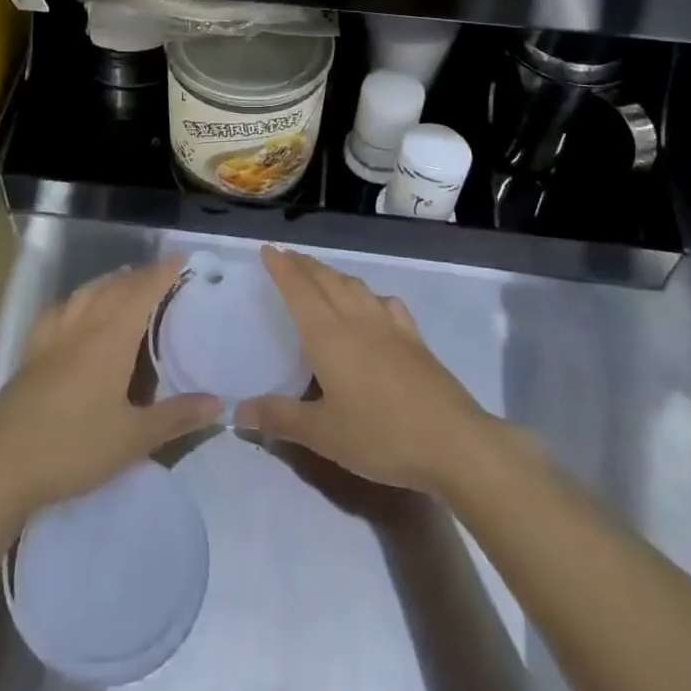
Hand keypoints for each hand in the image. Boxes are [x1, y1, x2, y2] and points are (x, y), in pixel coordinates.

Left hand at [0, 256, 220, 526]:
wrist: (1, 466)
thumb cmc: (73, 449)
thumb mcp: (132, 439)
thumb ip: (176, 417)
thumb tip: (218, 403)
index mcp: (110, 339)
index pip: (142, 292)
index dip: (163, 272)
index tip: (182, 259)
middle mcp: (83, 326)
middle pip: (115, 286)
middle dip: (140, 275)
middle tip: (162, 275)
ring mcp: (53, 337)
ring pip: (86, 293)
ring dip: (110, 281)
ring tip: (125, 284)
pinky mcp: (32, 352)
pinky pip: (59, 310)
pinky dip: (77, 299)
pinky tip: (77, 310)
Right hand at [235, 246, 495, 493]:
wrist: (453, 441)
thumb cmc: (380, 435)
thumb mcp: (323, 434)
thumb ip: (279, 418)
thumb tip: (237, 411)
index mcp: (328, 335)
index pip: (298, 289)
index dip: (282, 267)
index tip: (268, 249)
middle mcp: (356, 319)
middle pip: (325, 280)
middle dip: (304, 265)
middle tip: (287, 257)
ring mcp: (389, 325)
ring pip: (354, 286)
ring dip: (333, 274)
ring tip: (321, 275)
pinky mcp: (414, 338)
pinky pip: (385, 302)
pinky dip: (369, 294)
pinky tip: (372, 305)